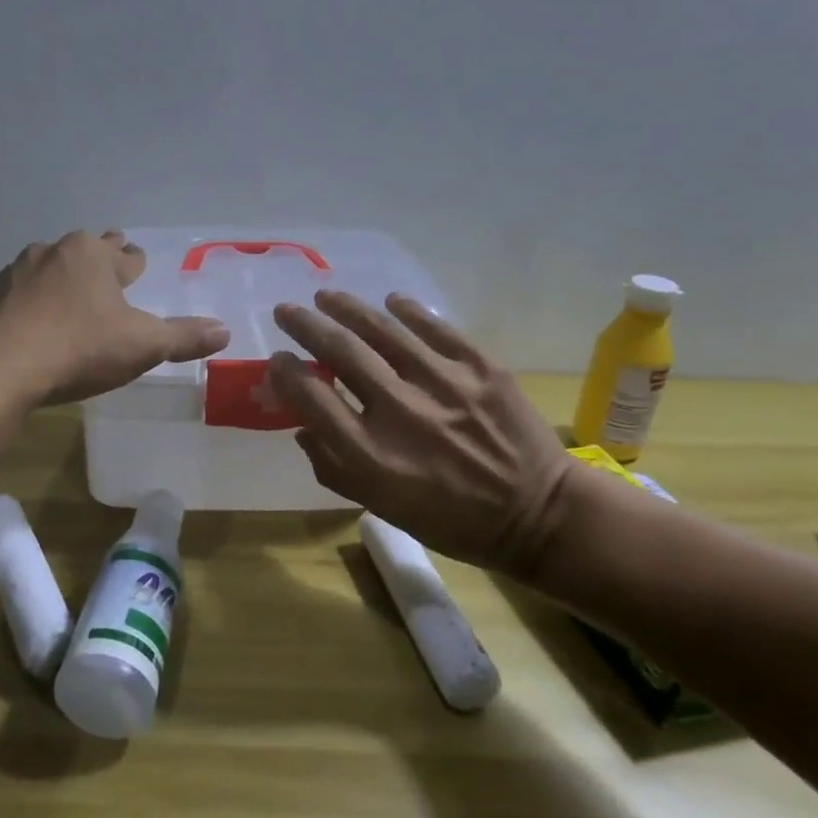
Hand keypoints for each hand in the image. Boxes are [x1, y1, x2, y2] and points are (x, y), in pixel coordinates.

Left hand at [0, 230, 229, 404]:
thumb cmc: (79, 347)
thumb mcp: (142, 345)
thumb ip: (183, 338)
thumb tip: (225, 331)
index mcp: (93, 255)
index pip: (126, 255)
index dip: (135, 263)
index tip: (137, 265)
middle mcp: (55, 252)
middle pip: (87, 252)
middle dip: (101, 260)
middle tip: (110, 268)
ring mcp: (18, 272)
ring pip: (52, 267)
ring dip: (64, 278)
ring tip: (72, 295)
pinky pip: (23, 292)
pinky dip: (35, 300)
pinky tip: (36, 319)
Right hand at [269, 291, 574, 579]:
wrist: (538, 515)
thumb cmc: (451, 520)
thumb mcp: (381, 507)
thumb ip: (333, 467)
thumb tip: (301, 425)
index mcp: (372, 455)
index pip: (311, 397)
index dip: (286, 372)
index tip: (278, 358)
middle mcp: (402, 412)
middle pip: (340, 351)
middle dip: (305, 325)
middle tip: (286, 310)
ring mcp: (444, 384)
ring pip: (382, 329)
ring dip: (347, 307)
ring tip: (327, 297)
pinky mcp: (482, 367)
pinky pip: (435, 327)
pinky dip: (407, 310)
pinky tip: (390, 302)